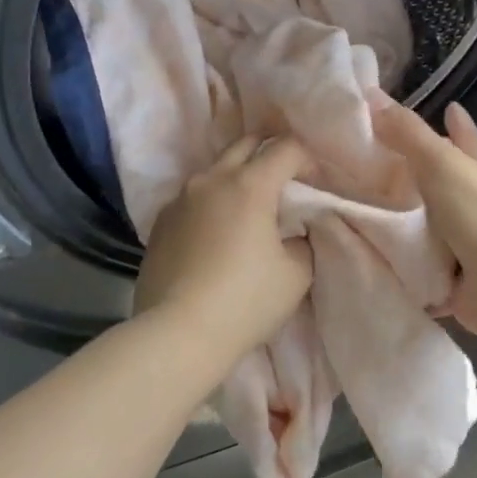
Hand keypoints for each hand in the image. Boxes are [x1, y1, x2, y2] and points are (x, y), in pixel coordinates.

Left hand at [135, 136, 314, 362]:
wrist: (178, 333)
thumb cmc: (245, 301)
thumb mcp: (296, 274)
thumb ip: (302, 241)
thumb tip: (293, 233)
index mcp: (250, 184)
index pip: (286, 148)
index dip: (307, 159)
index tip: (316, 182)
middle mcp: (212, 179)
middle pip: (245, 144)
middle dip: (269, 152)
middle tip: (285, 179)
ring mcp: (180, 198)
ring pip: (215, 170)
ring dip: (236, 177)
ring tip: (248, 207)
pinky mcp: (160, 222)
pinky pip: (192, 198)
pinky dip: (211, 203)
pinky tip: (215, 233)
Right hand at [373, 99, 476, 341]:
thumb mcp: (440, 164)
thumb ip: (408, 134)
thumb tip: (373, 94)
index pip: (467, 141)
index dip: (458, 125)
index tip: (448, 107)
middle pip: (446, 188)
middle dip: (421, 180)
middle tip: (376, 170)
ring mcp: (469, 250)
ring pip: (431, 232)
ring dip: (405, 228)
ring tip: (361, 218)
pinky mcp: (455, 286)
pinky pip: (420, 273)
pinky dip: (403, 270)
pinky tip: (374, 266)